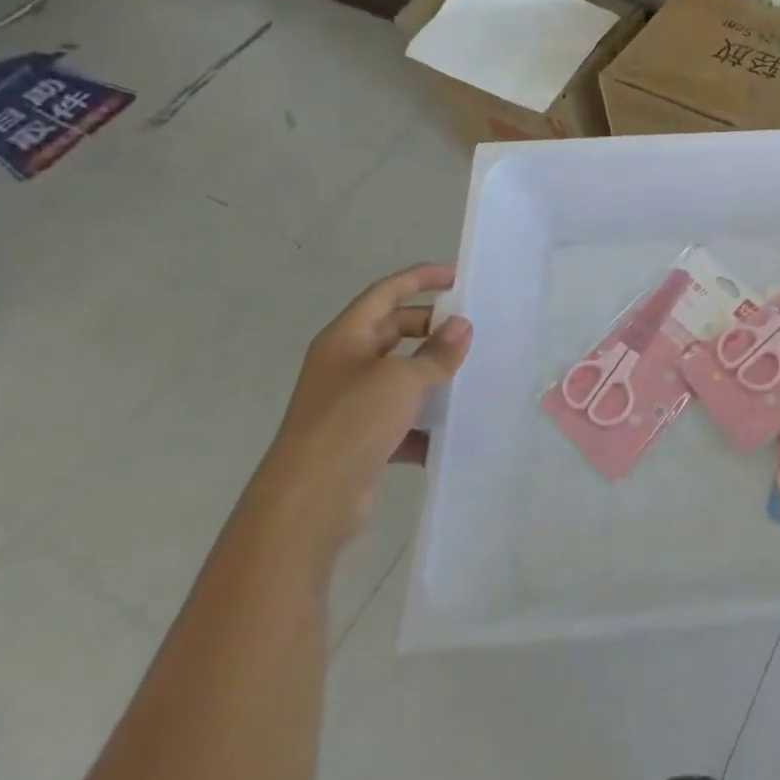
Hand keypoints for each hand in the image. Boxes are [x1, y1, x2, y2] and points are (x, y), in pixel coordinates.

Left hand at [248, 264, 471, 564]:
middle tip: (471, 330)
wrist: (308, 503)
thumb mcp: (403, 379)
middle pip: (394, 331)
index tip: (457, 276)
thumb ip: (437, 352)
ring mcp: (350, 404)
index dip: (420, 278)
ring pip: (400, 375)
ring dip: (432, 374)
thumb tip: (461, 326)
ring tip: (471, 374)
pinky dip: (424, 421)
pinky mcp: (360, 439)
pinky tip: (452, 429)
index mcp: (346, 338)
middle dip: (432, 328)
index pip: (386, 293)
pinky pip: (400, 418)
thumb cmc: (352, 422)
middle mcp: (345, 365)